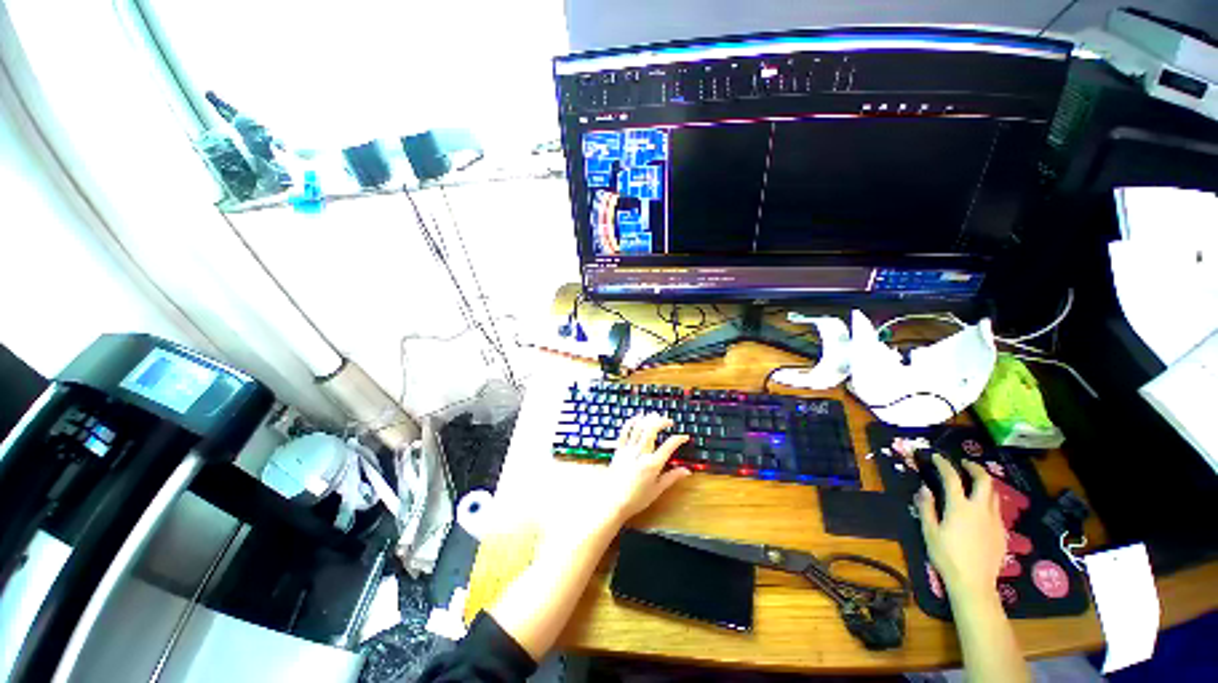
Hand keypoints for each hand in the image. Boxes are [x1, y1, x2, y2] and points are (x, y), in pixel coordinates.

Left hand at [595, 412, 690, 525]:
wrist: (612, 503)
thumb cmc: (636, 499)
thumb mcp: (657, 490)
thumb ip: (672, 477)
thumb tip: (687, 471)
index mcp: (652, 465)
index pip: (669, 446)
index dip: (678, 439)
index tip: (685, 437)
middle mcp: (640, 454)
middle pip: (652, 430)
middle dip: (662, 422)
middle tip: (669, 422)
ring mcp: (628, 450)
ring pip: (638, 428)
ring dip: (648, 419)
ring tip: (655, 416)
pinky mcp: (618, 450)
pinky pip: (624, 432)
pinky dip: (631, 422)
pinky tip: (637, 418)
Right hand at [916, 453, 1005, 600]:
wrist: (974, 582)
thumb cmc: (946, 556)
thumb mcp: (929, 531)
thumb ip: (927, 507)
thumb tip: (924, 488)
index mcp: (959, 507)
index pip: (952, 477)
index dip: (944, 464)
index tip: (937, 457)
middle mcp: (980, 509)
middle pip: (984, 480)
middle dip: (974, 468)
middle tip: (964, 464)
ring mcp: (994, 520)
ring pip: (994, 493)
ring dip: (984, 483)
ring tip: (974, 482)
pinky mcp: (1002, 532)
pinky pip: (997, 509)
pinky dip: (989, 500)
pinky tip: (981, 508)